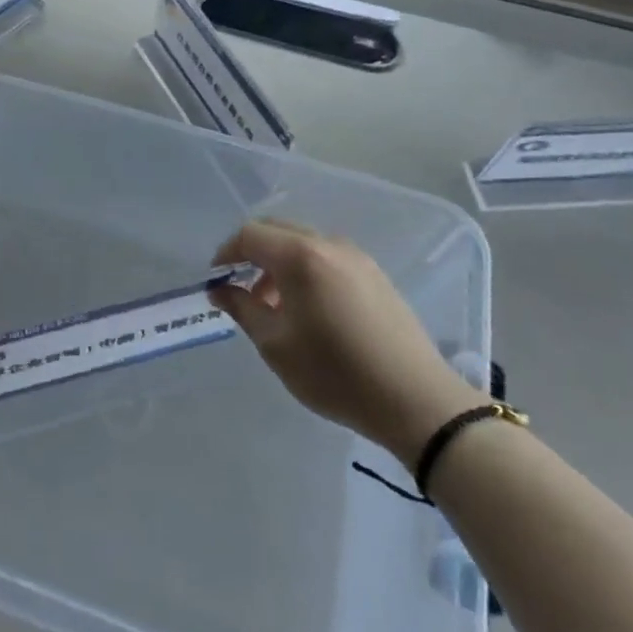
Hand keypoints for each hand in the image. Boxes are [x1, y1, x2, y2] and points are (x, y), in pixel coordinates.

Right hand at [211, 220, 487, 462]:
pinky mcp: (374, 274)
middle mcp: (328, 244)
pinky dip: (306, 270)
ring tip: (274, 306)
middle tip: (240, 289)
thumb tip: (220, 289)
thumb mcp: (276, 345)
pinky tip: (309, 309)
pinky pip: (327, 257)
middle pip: (277, 231)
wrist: (416, 400)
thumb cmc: (335, 373)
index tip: (216, 280)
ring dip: (279, 264)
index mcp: (300, 256)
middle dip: (252, 254)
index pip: (250, 235)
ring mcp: (356, 257)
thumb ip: (242, 308)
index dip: (227, 252)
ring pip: (303, 243)